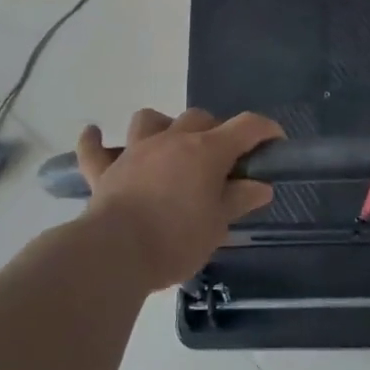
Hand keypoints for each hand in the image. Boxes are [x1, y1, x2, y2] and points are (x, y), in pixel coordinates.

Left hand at [76, 108, 283, 289]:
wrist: (116, 252)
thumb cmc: (176, 240)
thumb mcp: (218, 225)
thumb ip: (238, 200)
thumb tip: (259, 186)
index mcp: (206, 151)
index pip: (246, 127)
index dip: (265, 130)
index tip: (275, 142)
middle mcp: (171, 140)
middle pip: (199, 118)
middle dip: (215, 131)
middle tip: (221, 161)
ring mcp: (135, 152)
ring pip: (149, 119)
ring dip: (162, 126)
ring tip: (168, 144)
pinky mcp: (104, 171)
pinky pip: (94, 149)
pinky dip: (95, 141)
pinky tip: (95, 134)